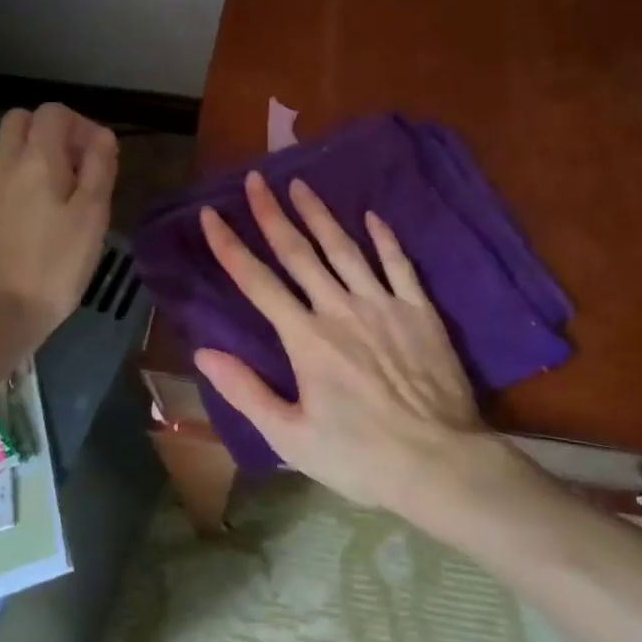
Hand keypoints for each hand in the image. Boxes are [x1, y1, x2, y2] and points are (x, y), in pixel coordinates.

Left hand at [0, 104, 116, 351]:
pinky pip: (2, 187)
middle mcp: (5, 168)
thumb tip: (103, 136)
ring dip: (38, 163)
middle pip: (20, 122)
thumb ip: (99, 170)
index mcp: (36, 160)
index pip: (52, 112)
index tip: (100, 157)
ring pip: (9, 156)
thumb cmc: (51, 267)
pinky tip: (41, 229)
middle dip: (52, 132)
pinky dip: (23, 190)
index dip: (81, 124)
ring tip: (66, 203)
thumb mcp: (91, 217)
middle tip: (78, 167)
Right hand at [195, 171, 493, 515]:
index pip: (257, 282)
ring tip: (301, 185)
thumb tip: (203, 352)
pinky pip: (398, 264)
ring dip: (319, 215)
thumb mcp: (291, 437)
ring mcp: (382, 304)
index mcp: (305, 338)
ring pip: (344, 248)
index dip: (230, 246)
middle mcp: (339, 308)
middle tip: (256, 179)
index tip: (211, 214)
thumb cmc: (359, 456)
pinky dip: (384, 238)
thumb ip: (246, 391)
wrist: (438, 462)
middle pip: (298, 252)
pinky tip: (373, 216)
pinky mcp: (418, 310)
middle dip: (272, 213)